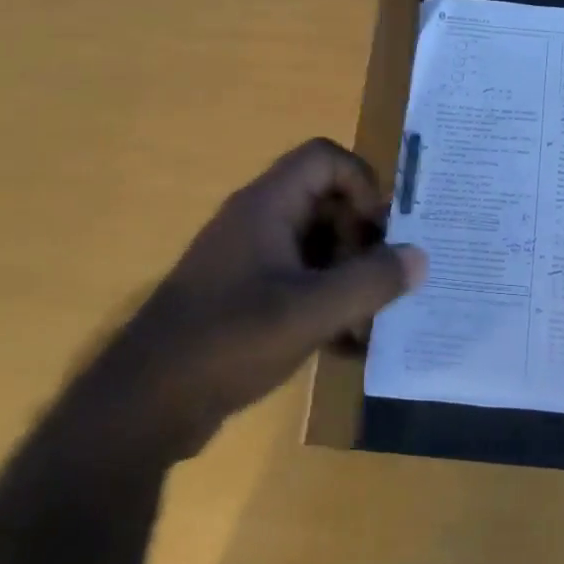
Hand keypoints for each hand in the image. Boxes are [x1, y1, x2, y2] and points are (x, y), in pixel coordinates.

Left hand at [61, 139, 426, 469]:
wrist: (144, 406)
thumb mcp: (310, 312)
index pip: (325, 158)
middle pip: (326, 201)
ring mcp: (249, 260)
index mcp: (267, 206)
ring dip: (348, 276)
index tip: (380, 232)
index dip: (361, 184)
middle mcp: (257, 222)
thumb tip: (420, 256)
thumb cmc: (228, 341)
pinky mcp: (244, 296)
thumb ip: (371, 281)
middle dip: (361, 239)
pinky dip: (326, 302)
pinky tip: (345, 345)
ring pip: (316, 245)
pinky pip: (299, 280)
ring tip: (369, 322)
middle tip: (379, 283)